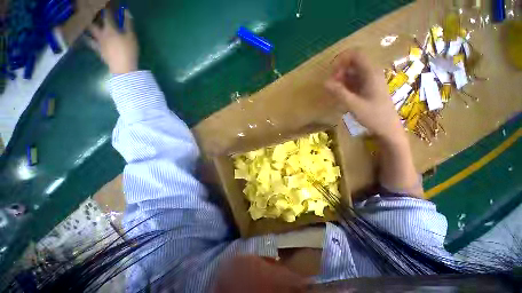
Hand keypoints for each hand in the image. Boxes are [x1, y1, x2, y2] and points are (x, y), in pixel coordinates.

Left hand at [88, 10, 137, 73]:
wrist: (123, 67)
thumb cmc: (129, 51)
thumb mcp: (132, 37)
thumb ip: (128, 23)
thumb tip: (126, 11)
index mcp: (110, 29)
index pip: (107, 15)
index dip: (107, 8)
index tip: (107, 3)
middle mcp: (101, 33)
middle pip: (93, 22)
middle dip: (92, 16)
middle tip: (91, 12)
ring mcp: (98, 42)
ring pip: (89, 32)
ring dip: (87, 26)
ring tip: (85, 22)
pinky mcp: (98, 51)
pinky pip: (90, 44)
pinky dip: (87, 39)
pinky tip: (85, 37)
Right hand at [325, 49, 403, 140]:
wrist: (387, 128)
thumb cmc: (373, 116)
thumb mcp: (353, 105)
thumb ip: (339, 92)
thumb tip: (325, 82)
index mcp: (371, 74)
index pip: (356, 55)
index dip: (342, 59)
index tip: (332, 71)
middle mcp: (372, 74)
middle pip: (353, 63)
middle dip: (340, 70)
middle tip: (332, 84)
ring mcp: (370, 81)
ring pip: (353, 73)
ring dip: (342, 79)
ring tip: (334, 91)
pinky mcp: (368, 89)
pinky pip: (355, 81)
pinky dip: (346, 85)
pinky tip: (341, 94)